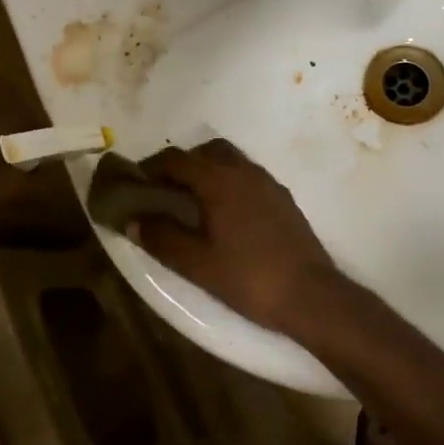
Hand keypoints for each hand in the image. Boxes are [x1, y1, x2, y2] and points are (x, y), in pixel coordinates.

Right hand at [128, 139, 350, 333]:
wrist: (309, 293)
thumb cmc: (248, 278)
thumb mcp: (197, 264)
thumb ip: (163, 238)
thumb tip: (134, 220)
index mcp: (219, 181)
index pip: (177, 159)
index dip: (151, 167)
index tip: (136, 183)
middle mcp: (244, 171)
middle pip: (206, 151)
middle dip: (182, 163)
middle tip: (165, 189)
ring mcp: (268, 182)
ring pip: (231, 160)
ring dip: (208, 170)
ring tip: (192, 201)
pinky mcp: (283, 197)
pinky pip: (248, 175)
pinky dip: (229, 181)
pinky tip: (225, 213)